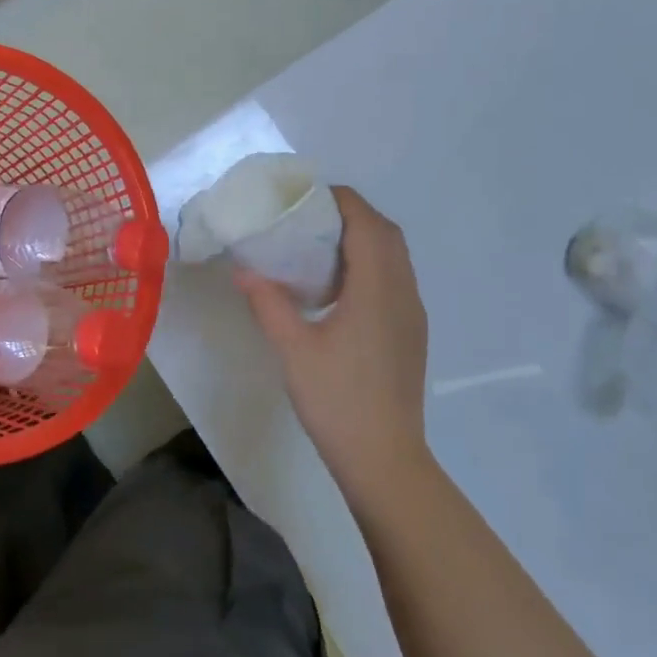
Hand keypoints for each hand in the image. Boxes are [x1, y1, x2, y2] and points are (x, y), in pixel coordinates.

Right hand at [236, 187, 431, 500]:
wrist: (385, 458)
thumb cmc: (337, 401)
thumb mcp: (293, 350)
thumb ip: (268, 303)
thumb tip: (243, 269)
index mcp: (376, 288)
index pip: (366, 223)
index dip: (340, 201)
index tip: (306, 197)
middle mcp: (402, 291)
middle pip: (386, 233)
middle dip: (351, 215)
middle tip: (309, 220)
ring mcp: (412, 312)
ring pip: (395, 256)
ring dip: (365, 239)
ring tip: (321, 248)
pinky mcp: (413, 331)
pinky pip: (397, 278)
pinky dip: (372, 264)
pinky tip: (340, 289)